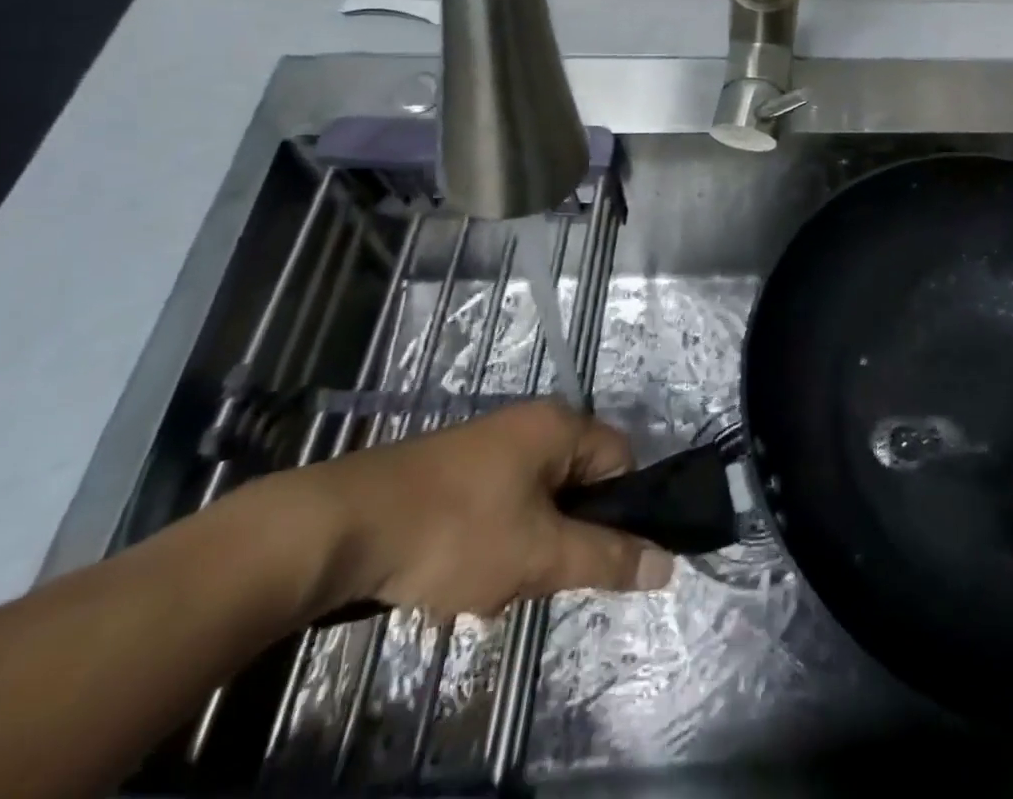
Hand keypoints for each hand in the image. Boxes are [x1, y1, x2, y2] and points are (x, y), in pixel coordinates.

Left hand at [292, 399, 673, 620]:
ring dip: (520, 553)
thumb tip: (669, 563)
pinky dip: (486, 547)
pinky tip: (453, 581)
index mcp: (560, 425)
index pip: (621, 461)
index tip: (588, 557)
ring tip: (484, 587)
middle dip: (559, 541)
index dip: (617, 512)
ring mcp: (487, 447)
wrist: (343, 526)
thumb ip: (607, 558)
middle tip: (530, 577)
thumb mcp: (540, 554)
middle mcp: (529, 424)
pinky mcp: (452, 472)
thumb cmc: (457, 530)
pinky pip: (496, 510)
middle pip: (576, 488)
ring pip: (534, 506)